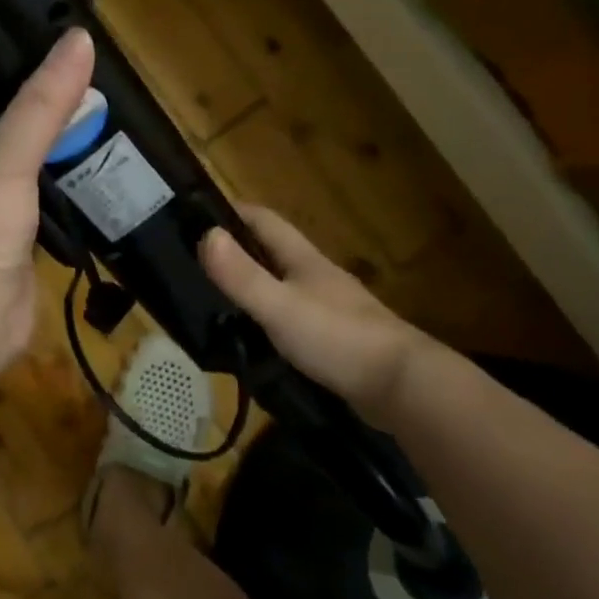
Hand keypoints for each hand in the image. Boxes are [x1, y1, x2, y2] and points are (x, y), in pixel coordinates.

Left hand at [0, 29, 95, 378]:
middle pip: (20, 137)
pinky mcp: (24, 248)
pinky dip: (76, 196)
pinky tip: (108, 178)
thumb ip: (41, 106)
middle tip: (108, 92)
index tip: (72, 57)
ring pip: (39, 175)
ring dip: (70, 158)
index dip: (28, 80)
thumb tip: (80, 40)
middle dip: (58, 120)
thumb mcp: (6, 161)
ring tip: (117, 126)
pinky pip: (54, 210)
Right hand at [201, 206, 441, 425]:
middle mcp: (317, 277)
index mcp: (304, 260)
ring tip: (214, 298)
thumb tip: (205, 234)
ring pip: (283, 285)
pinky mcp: (335, 339)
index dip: (232, 212)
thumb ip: (242, 275)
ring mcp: (330, 308)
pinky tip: (252, 335)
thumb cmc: (338, 338)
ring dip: (253, 285)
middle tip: (195, 261)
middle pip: (272, 252)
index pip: (264, 221)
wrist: (402, 386)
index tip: (196, 215)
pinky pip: (293, 318)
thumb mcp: (279, 306)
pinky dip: (268, 318)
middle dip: (237, 250)